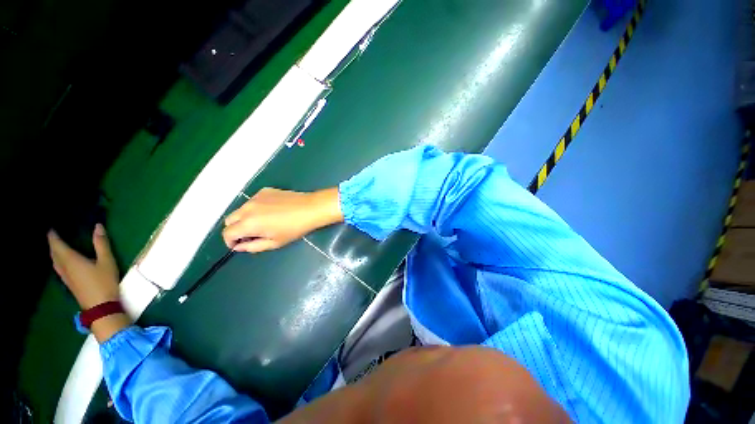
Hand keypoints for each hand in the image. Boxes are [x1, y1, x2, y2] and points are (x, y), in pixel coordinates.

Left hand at [48, 224, 120, 309]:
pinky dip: (57, 261)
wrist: (100, 306)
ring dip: (54, 253)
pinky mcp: (69, 283)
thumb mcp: (106, 261)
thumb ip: (101, 244)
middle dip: (52, 244)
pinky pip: (58, 268)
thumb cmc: (103, 281)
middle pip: (54, 254)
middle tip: (52, 235)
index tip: (50, 228)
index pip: (57, 245)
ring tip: (56, 247)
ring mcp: (66, 277)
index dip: (53, 236)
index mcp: (71, 260)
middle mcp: (64, 267)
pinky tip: (62, 263)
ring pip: (55, 262)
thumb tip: (98, 226)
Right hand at [222, 187, 342, 252]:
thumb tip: (239, 247)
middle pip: (229, 220)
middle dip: (235, 229)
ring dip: (244, 218)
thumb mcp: (275, 242)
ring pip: (240, 209)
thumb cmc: (295, 228)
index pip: (226, 233)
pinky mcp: (264, 190)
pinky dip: (255, 208)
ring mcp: (255, 197)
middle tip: (250, 235)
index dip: (230, 241)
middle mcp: (247, 208)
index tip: (239, 244)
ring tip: (262, 223)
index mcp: (248, 223)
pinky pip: (253, 201)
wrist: (310, 208)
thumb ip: (253, 246)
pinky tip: (271, 211)